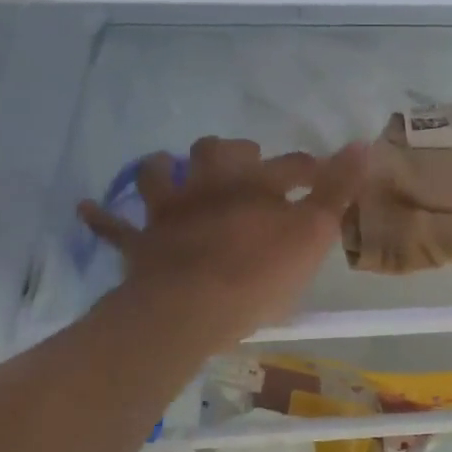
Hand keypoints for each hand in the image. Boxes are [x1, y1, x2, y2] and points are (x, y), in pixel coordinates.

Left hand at [79, 137, 366, 349]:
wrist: (191, 307)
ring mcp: (169, 211)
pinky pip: (113, 226)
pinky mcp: (140, 243)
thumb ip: (337, 190)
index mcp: (254, 184)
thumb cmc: (260, 273)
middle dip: (233, 152)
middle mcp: (209, 185)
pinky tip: (88, 207)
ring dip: (165, 168)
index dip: (308, 167)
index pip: (290, 165)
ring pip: (159, 174)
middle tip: (245, 164)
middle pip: (217, 151)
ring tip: (170, 169)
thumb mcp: (313, 234)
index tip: (320, 174)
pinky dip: (101, 216)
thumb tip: (363, 143)